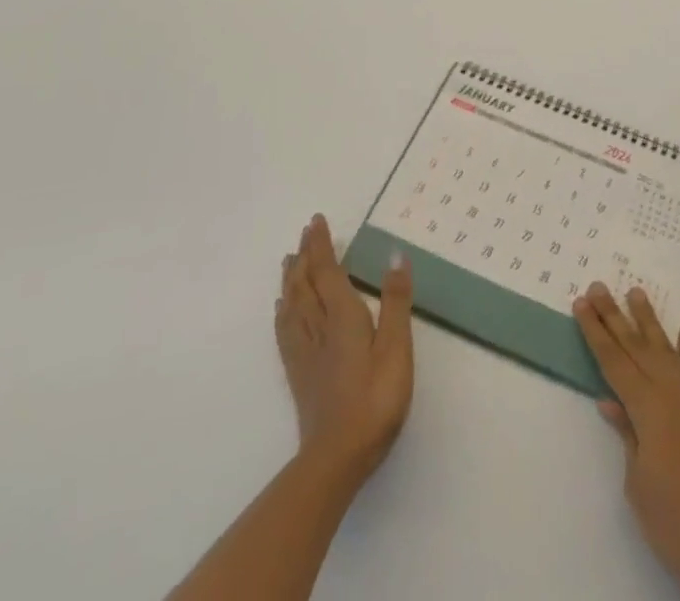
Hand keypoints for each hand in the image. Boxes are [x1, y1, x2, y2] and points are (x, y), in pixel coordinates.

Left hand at [275, 213, 413, 484]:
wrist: (337, 458)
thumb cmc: (375, 399)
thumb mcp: (396, 348)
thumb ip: (395, 301)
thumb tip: (395, 256)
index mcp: (343, 317)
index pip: (328, 272)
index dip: (322, 245)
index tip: (316, 221)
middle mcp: (319, 328)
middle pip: (306, 284)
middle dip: (306, 256)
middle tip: (304, 233)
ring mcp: (306, 353)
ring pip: (293, 305)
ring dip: (292, 279)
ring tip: (289, 261)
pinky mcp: (300, 375)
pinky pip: (286, 331)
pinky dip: (283, 312)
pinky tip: (282, 310)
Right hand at [575, 284, 679, 599]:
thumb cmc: (679, 524)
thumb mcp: (639, 486)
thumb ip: (627, 437)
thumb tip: (610, 401)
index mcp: (648, 409)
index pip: (614, 362)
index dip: (595, 333)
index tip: (580, 303)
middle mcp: (670, 392)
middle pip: (635, 346)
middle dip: (613, 316)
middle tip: (597, 285)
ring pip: (664, 347)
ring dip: (648, 319)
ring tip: (635, 290)